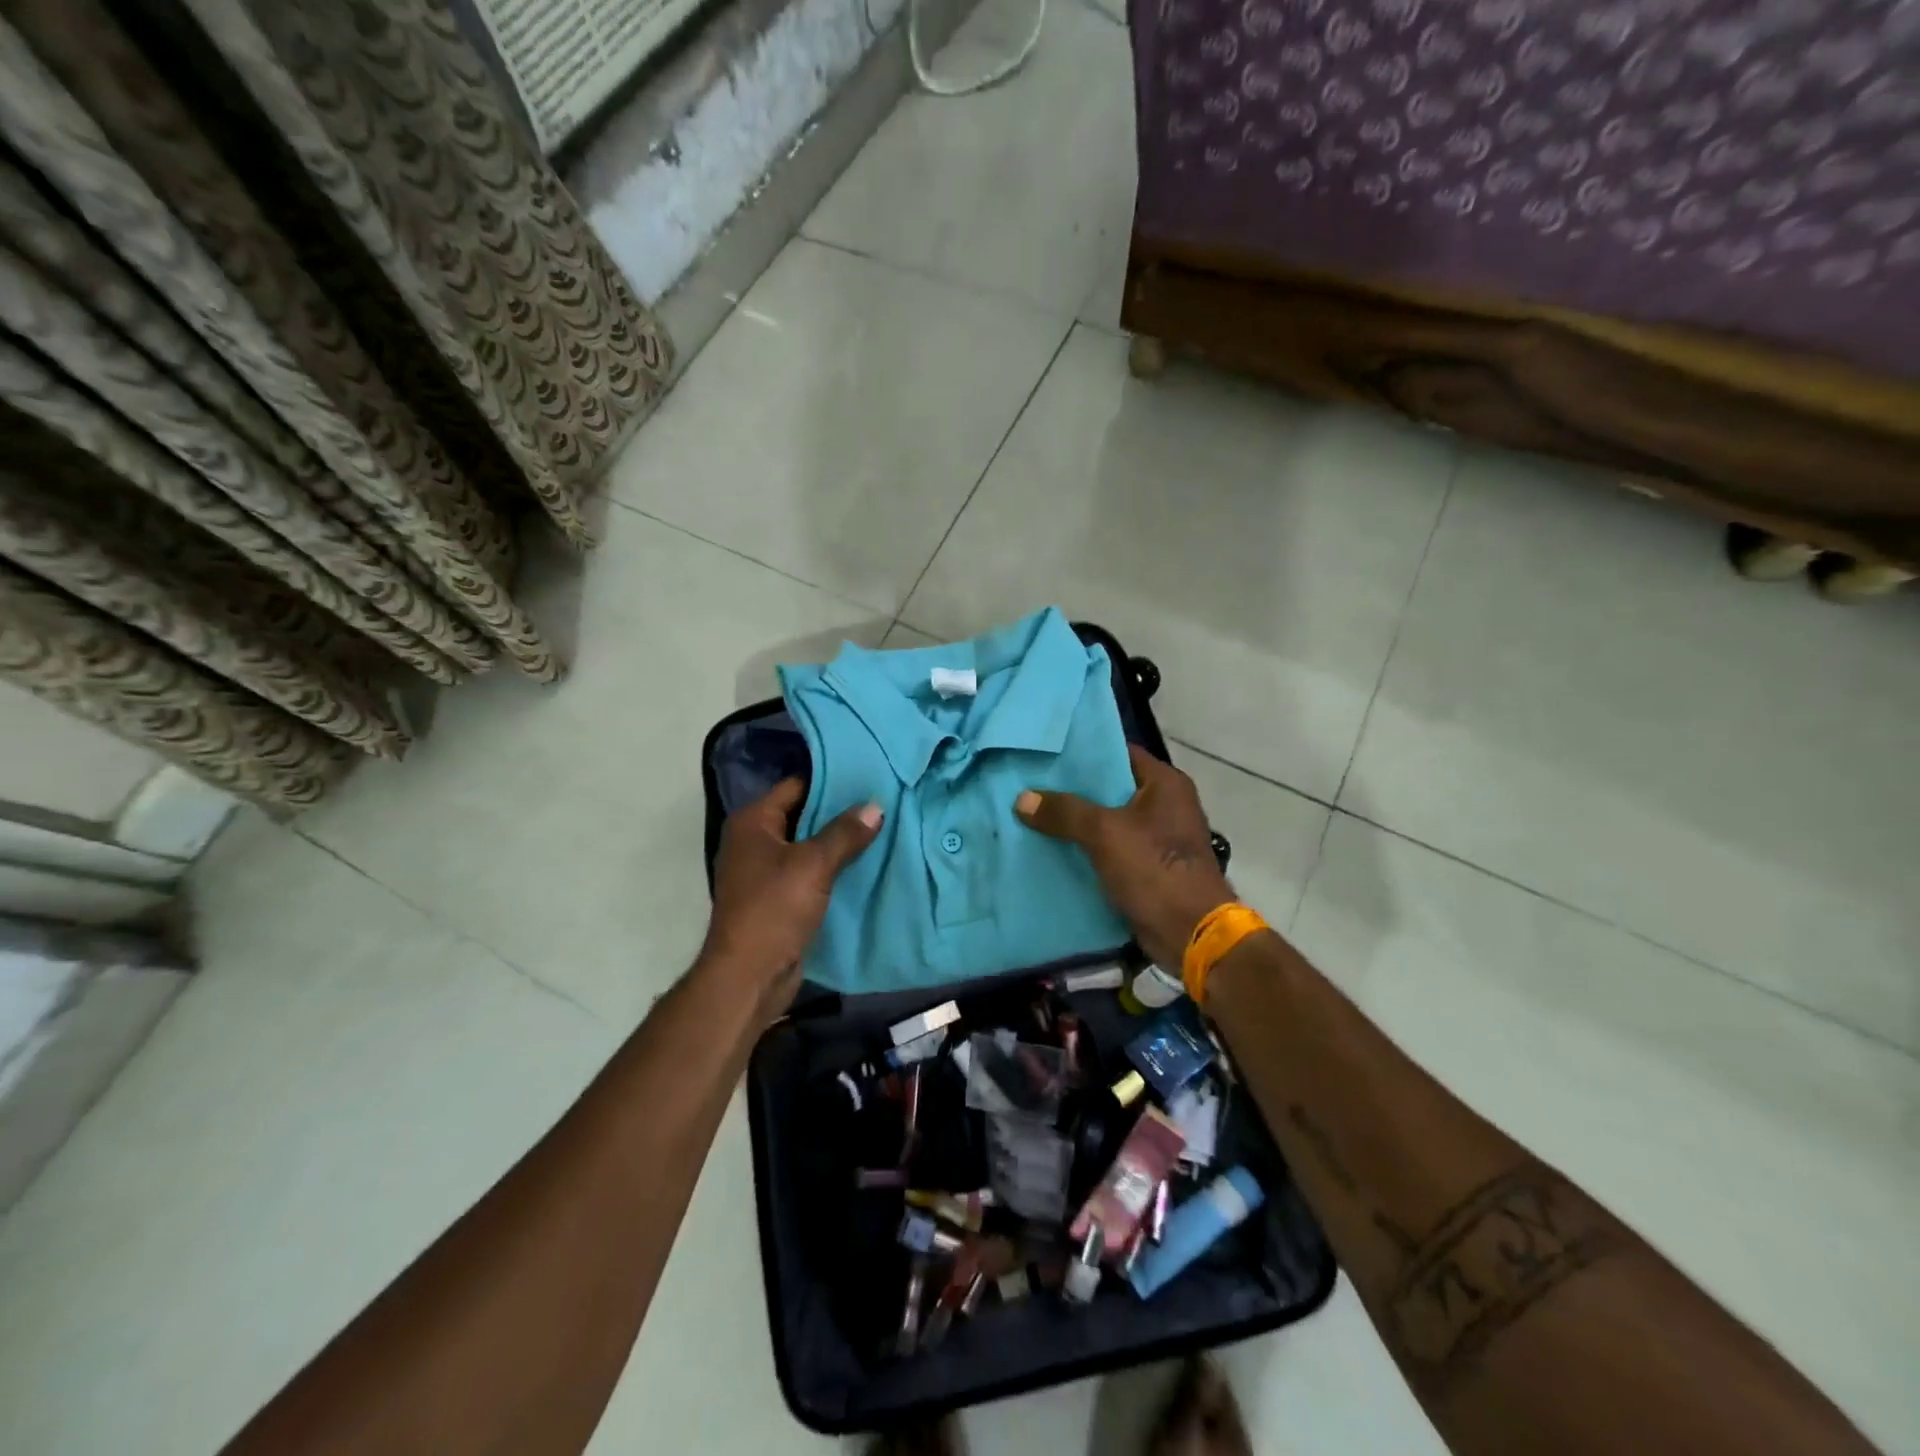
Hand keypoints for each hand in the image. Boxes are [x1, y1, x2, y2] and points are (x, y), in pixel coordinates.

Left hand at [701, 779, 882, 1018]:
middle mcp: (753, 841)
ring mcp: (762, 871)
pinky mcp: (775, 898)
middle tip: (880, 803)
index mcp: (752, 822)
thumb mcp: (814, 865)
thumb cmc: (775, 908)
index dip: (831, 781)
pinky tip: (863, 864)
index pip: (795, 786)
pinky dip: (831, 868)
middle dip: (839, 812)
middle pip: (802, 815)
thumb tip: (875, 806)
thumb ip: (845, 833)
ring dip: (837, 843)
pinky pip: (808, 872)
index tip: (867, 778)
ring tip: (879, 829)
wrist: (750, 976)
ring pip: (807, 846)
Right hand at [1015, 745, 1233, 971]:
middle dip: (1073, 789)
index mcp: (1165, 784)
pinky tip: (1053, 848)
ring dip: (1077, 822)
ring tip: (1034, 813)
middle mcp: (1166, 804)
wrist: (1190, 933)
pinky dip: (1087, 848)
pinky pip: (1111, 848)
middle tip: (1032, 783)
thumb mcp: (1104, 833)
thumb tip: (1022, 798)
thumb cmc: (1154, 869)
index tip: (1048, 753)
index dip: (1084, 752)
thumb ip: (1064, 811)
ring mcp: (1158, 838)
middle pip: (1111, 787)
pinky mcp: (1149, 867)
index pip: (1119, 752)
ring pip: (1108, 820)